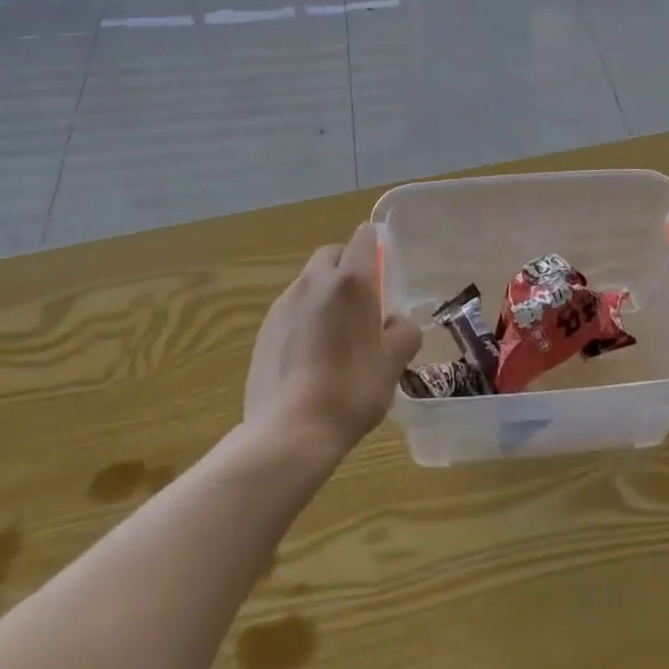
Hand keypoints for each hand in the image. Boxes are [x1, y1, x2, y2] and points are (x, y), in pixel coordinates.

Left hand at [243, 223, 422, 462]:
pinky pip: (292, 308)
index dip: (374, 246)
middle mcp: (314, 281)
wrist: (290, 430)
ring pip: (309, 281)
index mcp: (350, 281)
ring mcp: (284, 304)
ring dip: (325, 292)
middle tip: (363, 299)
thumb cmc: (352, 388)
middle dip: (347, 264)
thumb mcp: (394, 362)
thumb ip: (403, 331)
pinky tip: (312, 353)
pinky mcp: (264, 329)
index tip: (384, 265)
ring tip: (337, 331)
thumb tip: (395, 321)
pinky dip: (305, 316)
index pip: (363, 239)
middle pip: (332, 254)